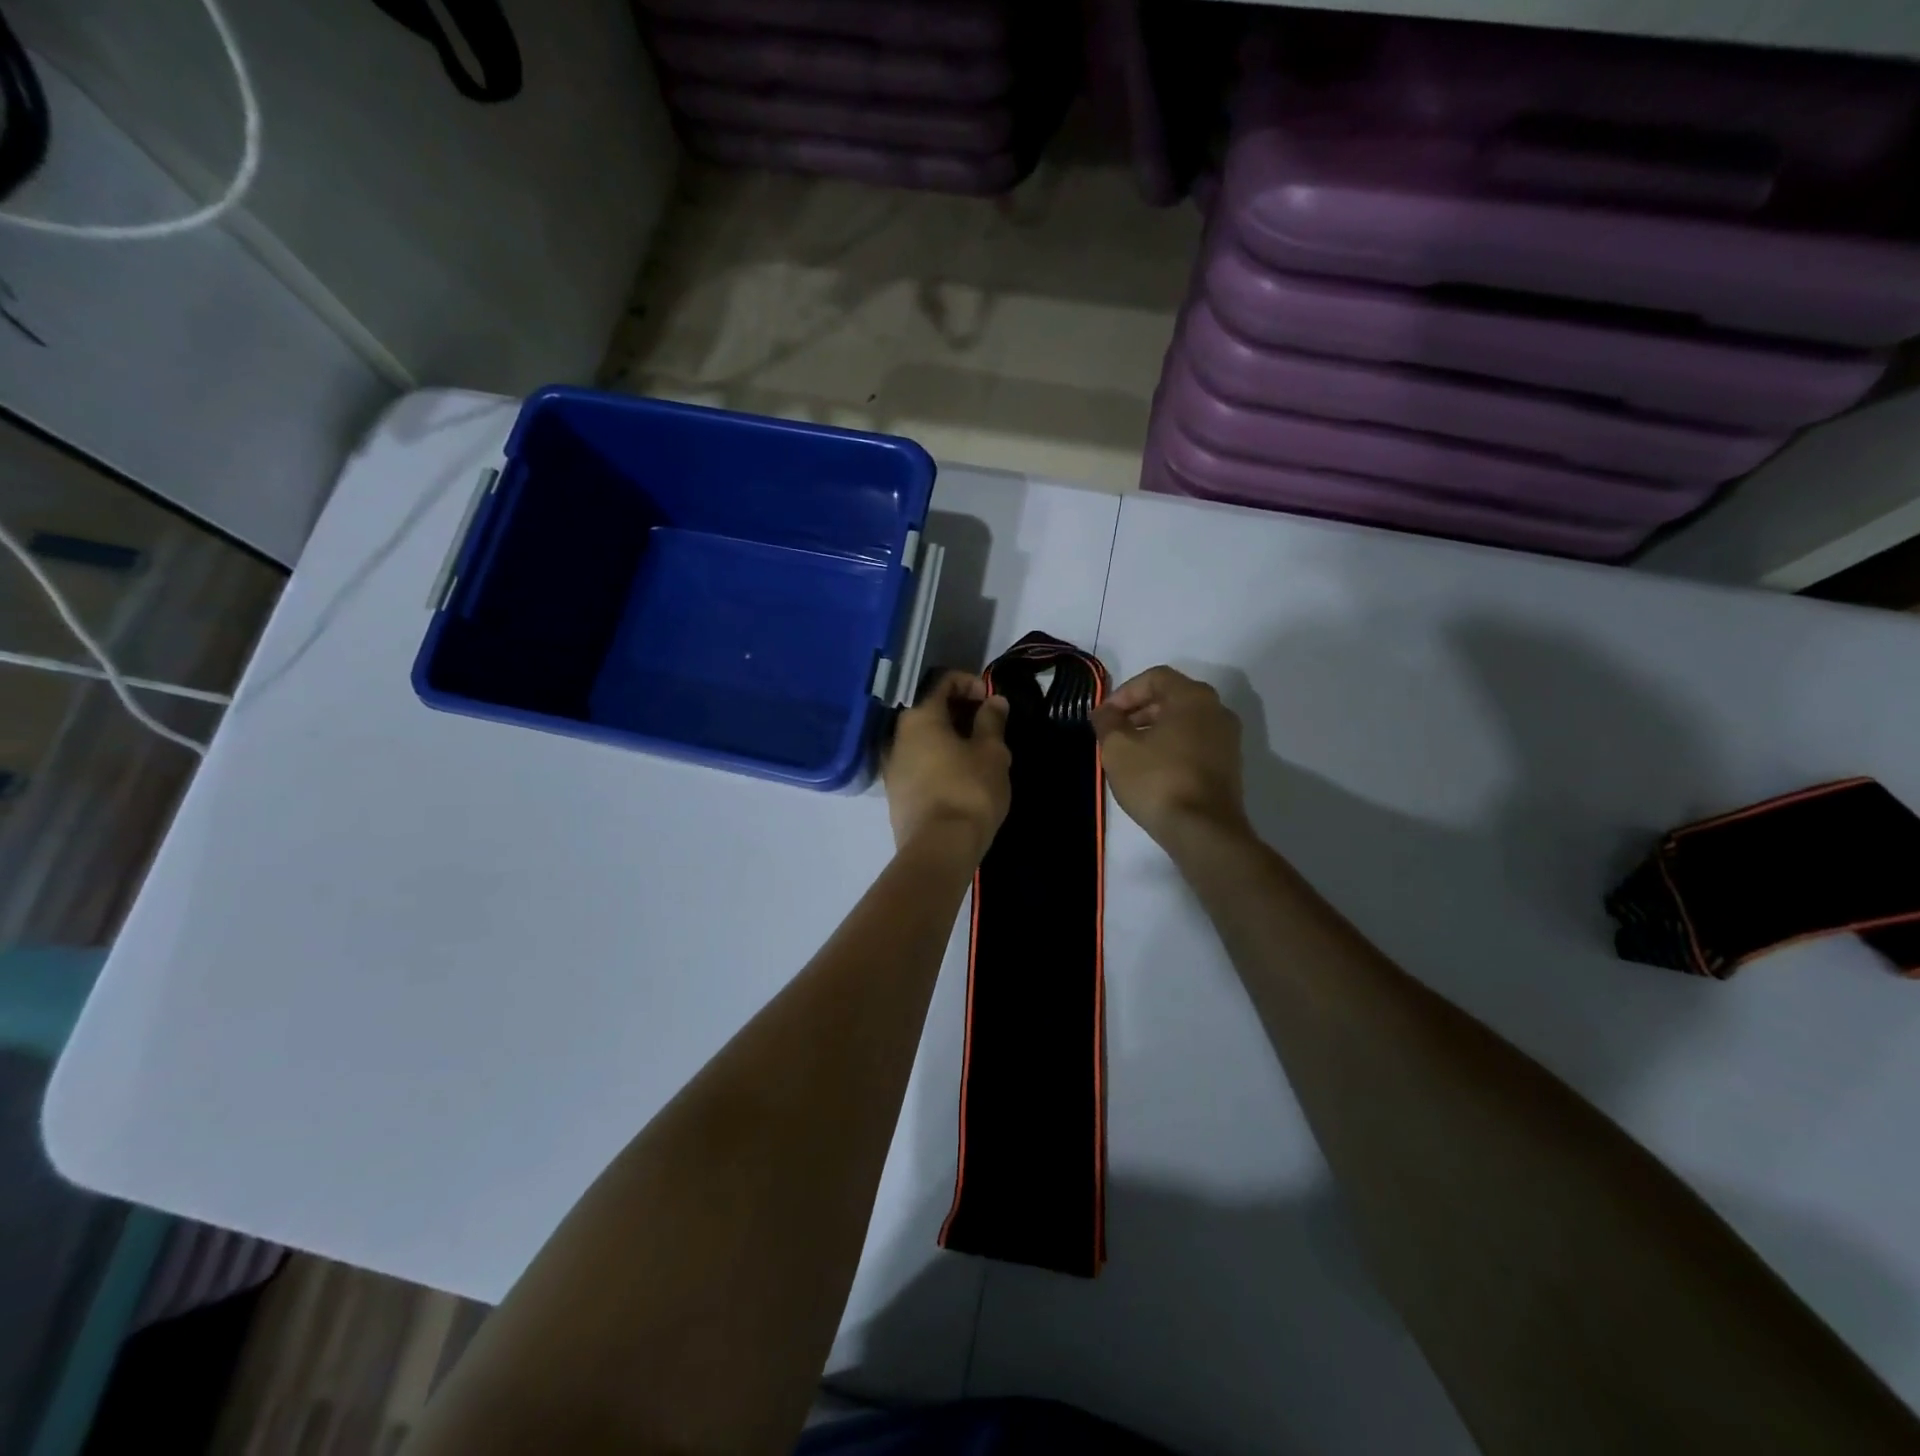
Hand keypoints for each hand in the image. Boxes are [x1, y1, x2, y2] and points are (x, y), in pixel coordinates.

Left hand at [884, 671, 1011, 860]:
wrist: (939, 848)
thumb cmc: (969, 790)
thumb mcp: (991, 752)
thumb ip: (992, 721)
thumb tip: (994, 700)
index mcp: (920, 716)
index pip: (944, 681)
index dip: (971, 683)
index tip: (992, 701)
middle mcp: (898, 735)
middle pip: (931, 709)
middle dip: (962, 712)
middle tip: (990, 727)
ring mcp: (893, 765)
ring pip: (925, 738)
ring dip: (951, 738)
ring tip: (979, 754)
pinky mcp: (896, 793)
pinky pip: (920, 763)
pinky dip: (940, 760)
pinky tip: (961, 777)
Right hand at [1092, 666, 1248, 847]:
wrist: (1203, 830)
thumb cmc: (1157, 780)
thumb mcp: (1118, 749)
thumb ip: (1107, 722)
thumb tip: (1104, 711)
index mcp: (1193, 697)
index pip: (1154, 677)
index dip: (1124, 692)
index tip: (1104, 716)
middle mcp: (1217, 710)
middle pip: (1171, 697)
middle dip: (1138, 711)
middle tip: (1113, 733)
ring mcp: (1227, 738)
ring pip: (1184, 721)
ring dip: (1154, 729)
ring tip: (1129, 753)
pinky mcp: (1230, 765)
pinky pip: (1195, 742)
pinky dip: (1172, 746)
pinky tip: (1152, 769)